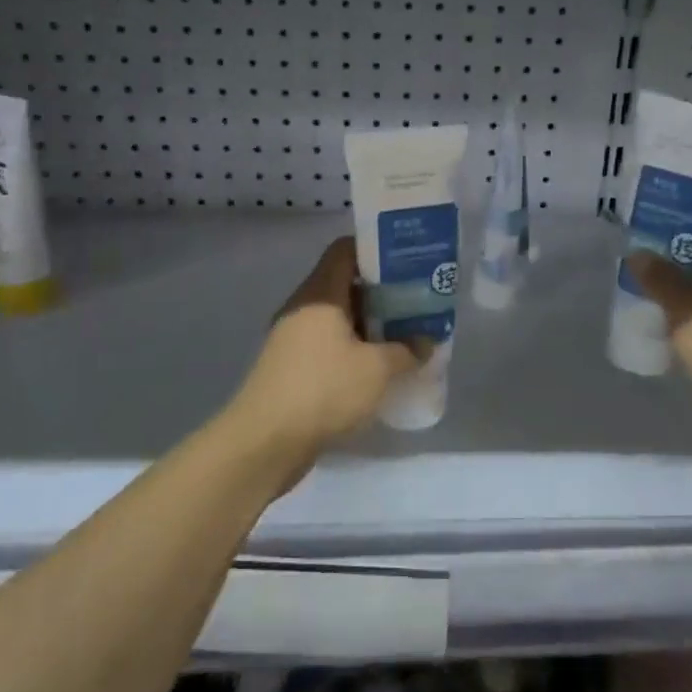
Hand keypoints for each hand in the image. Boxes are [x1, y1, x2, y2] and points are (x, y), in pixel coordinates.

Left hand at [231, 237, 419, 457]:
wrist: (265, 443)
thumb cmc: (324, 390)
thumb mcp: (378, 370)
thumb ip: (407, 350)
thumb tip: (427, 341)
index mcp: (320, 293)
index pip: (345, 250)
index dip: (375, 249)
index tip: (407, 259)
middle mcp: (303, 308)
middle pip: (345, 284)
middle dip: (382, 291)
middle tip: (416, 300)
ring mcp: (293, 338)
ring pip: (338, 318)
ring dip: (370, 324)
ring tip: (404, 334)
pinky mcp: (291, 367)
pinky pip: (329, 345)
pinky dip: (354, 349)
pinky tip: (378, 367)